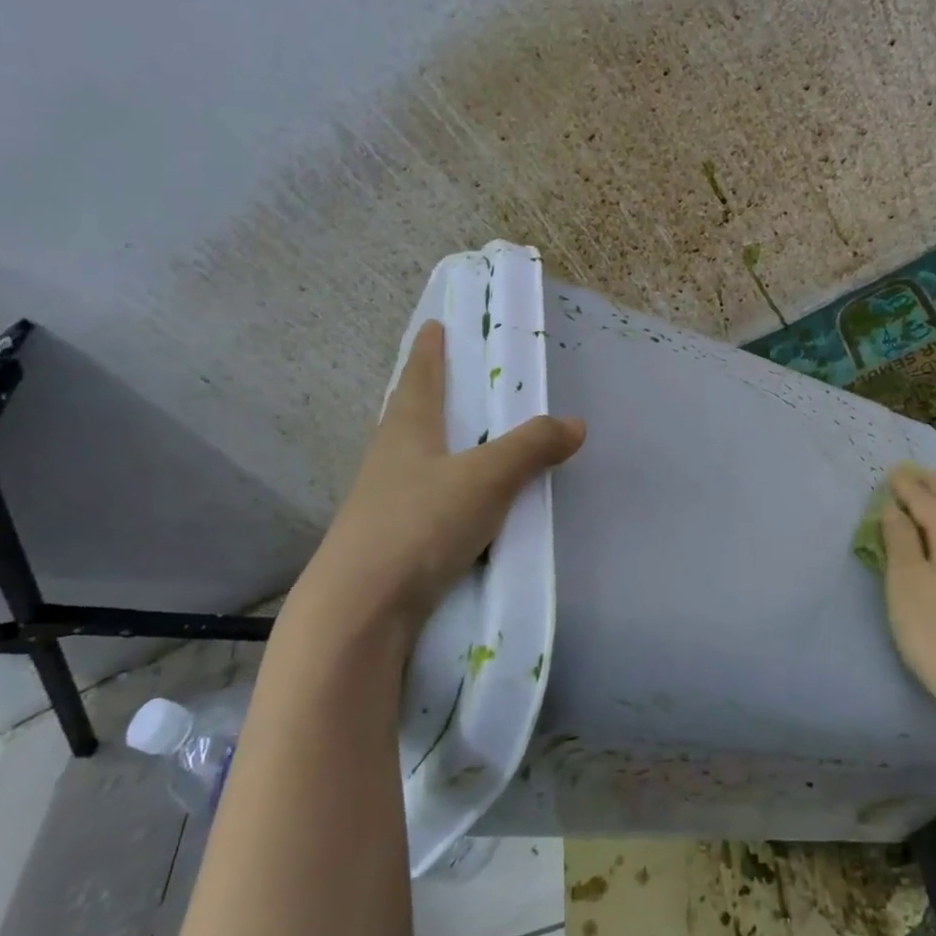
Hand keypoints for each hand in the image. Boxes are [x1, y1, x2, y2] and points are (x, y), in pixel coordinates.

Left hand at [282, 320, 585, 668]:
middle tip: (453, 378)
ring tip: (465, 441)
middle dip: (428, 393)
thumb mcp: (486, 478)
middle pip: (409, 414)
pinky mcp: (389, 541)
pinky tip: (460, 504)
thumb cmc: (420, 524)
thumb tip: (575, 424)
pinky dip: (444, 490)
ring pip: (414, 459)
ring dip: (436, 444)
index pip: (419, 376)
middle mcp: (389, 459)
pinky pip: (423, 500)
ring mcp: (383, 502)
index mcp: (406, 430)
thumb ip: (531, 448)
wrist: (360, 610)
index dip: (429, 350)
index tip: (433, 325)